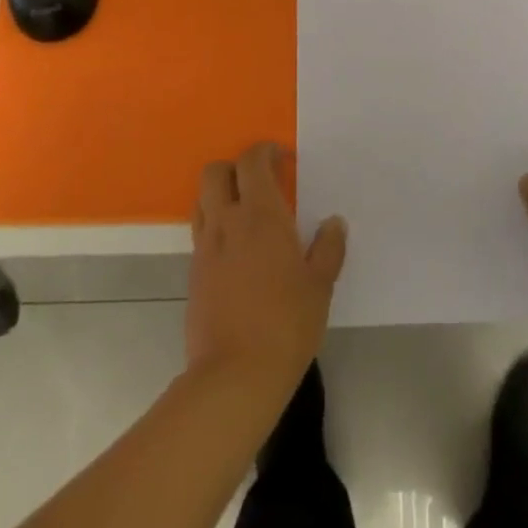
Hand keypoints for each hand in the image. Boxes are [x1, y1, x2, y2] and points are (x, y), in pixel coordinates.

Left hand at [186, 143, 346, 401]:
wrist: (234, 376)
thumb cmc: (286, 324)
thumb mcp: (319, 286)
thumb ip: (328, 248)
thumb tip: (333, 223)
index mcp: (260, 215)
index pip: (252, 161)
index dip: (265, 151)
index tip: (283, 158)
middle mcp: (227, 222)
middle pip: (215, 173)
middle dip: (235, 167)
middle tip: (260, 181)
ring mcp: (205, 248)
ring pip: (202, 200)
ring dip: (220, 195)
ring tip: (246, 214)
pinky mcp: (193, 274)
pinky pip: (200, 233)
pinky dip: (216, 227)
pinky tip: (237, 252)